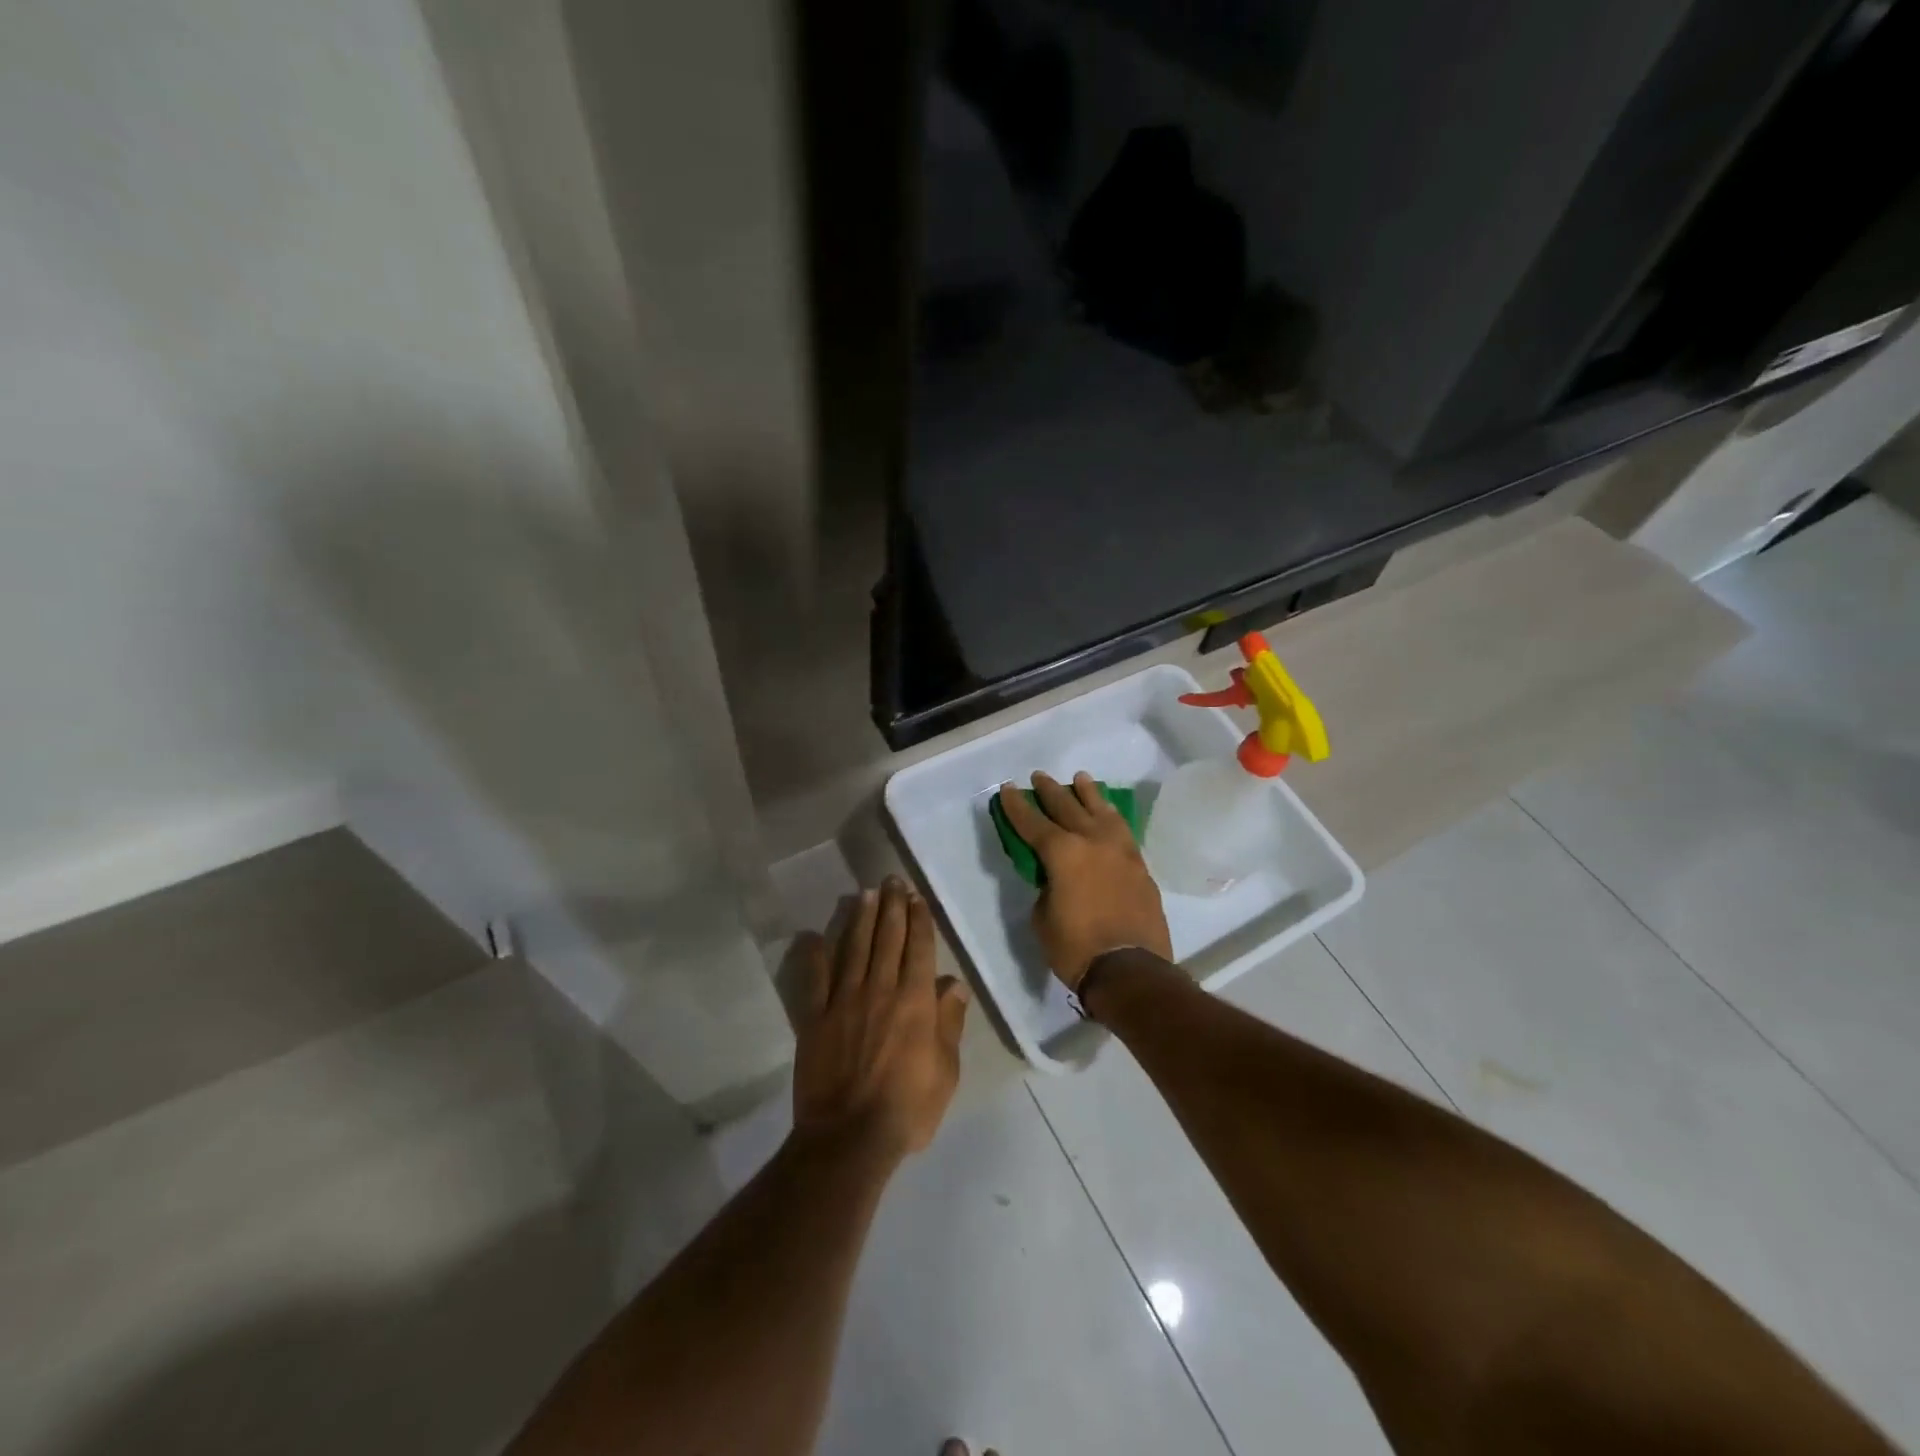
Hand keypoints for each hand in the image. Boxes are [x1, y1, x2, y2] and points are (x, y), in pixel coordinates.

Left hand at [792, 876, 970, 1161]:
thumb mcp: (946, 1071)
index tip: (915, 897)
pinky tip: (812, 936)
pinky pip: (814, 979)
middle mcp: (880, 990)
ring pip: (854, 948)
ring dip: (860, 919)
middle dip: (891, 906)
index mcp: (915, 1001)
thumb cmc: (908, 1107)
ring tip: (864, 893)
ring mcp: (844, 1001)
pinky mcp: (815, 1018)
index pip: (918, 948)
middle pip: (887, 938)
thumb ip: (949, 1023)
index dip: (918, 919)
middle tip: (890, 879)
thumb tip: (954, 985)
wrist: (850, 1137)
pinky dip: (813, 956)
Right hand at [997, 771, 1172, 989]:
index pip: (1033, 822)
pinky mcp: (1139, 866)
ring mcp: (1120, 851)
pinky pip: (1122, 830)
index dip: (1017, 806)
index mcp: (1062, 853)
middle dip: (1050, 791)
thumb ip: (1046, 887)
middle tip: (1039, 777)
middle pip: (1068, 808)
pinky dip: (1111, 817)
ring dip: (1088, 794)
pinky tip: (1108, 813)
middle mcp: (1092, 841)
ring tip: (1080, 779)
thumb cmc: (1076, 948)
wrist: (1131, 970)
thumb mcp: (1043, 918)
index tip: (1008, 788)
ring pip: (1101, 812)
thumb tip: (1056, 878)